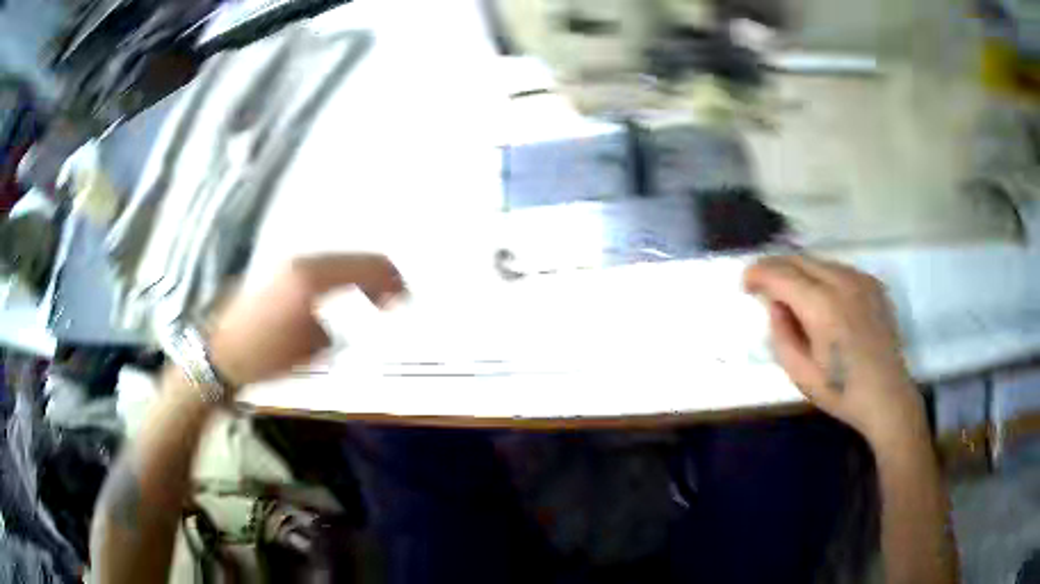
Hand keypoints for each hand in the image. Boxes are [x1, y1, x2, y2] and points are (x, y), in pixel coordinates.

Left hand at [207, 253, 405, 388]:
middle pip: (352, 258)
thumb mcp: (308, 351)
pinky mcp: (274, 272)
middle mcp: (301, 261)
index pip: (367, 266)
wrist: (217, 352)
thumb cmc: (263, 356)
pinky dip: (333, 279)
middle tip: (389, 302)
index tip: (403, 302)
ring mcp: (285, 263)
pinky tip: (334, 298)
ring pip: (333, 261)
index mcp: (313, 277)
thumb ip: (335, 331)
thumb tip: (340, 325)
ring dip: (354, 277)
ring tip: (365, 300)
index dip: (391, 281)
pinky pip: (315, 268)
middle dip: (375, 278)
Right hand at [743, 255, 925, 446]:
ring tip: (790, 292)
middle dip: (775, 267)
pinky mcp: (872, 283)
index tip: (745, 283)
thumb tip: (775, 305)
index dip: (758, 273)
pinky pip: (838, 269)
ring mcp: (860, 279)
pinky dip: (821, 276)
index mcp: (822, 306)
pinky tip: (821, 298)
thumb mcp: (800, 374)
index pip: (781, 274)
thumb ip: (781, 334)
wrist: (887, 395)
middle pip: (799, 259)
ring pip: (819, 261)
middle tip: (762, 285)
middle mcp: (841, 282)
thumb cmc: (841, 391)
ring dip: (798, 271)